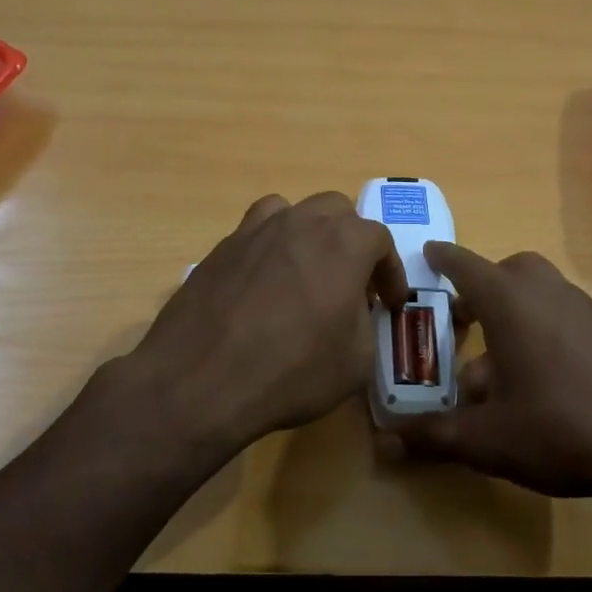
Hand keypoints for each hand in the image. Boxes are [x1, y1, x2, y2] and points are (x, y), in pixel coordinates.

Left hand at [123, 193, 408, 454]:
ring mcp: (253, 231)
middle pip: (336, 211)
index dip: (390, 272)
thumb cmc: (292, 371)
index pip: (380, 240)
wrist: (201, 380)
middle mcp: (299, 223)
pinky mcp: (219, 249)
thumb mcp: (356, 361)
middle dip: (351, 241)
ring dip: (308, 234)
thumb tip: (353, 310)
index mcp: (343, 243)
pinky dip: (269, 248)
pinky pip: (254, 234)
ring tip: (306, 271)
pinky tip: (264, 283)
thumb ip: (365, 323)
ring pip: (291, 212)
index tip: (389, 302)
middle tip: (352, 281)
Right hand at [378, 243, 591, 510]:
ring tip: (495, 363)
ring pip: (537, 293)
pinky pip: (561, 315)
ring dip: (511, 313)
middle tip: (462, 319)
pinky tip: (537, 380)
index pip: (464, 264)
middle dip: (481, 288)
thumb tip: (385, 443)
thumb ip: (432, 436)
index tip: (427, 254)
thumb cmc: (559, 428)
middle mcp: (546, 292)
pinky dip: (540, 330)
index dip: (441, 258)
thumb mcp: (486, 438)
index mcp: (509, 301)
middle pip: (507, 271)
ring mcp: (583, 310)